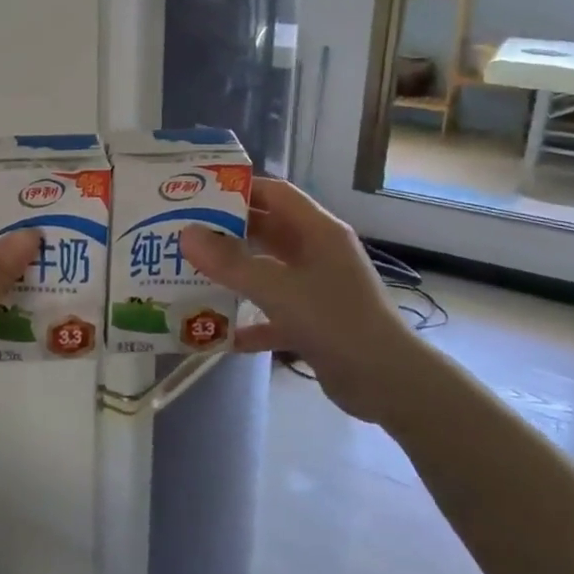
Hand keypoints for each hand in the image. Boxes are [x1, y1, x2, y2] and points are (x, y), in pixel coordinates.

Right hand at [179, 178, 418, 425]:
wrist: (388, 383)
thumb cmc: (336, 321)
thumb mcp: (278, 289)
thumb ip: (230, 263)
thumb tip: (187, 235)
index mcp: (319, 232)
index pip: (276, 194)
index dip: (239, 190)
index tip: (198, 195)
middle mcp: (318, 253)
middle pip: (268, 231)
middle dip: (228, 233)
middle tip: (185, 234)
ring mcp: (317, 289)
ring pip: (268, 272)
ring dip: (235, 275)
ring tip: (191, 274)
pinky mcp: (314, 323)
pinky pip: (274, 314)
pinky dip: (250, 321)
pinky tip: (218, 332)